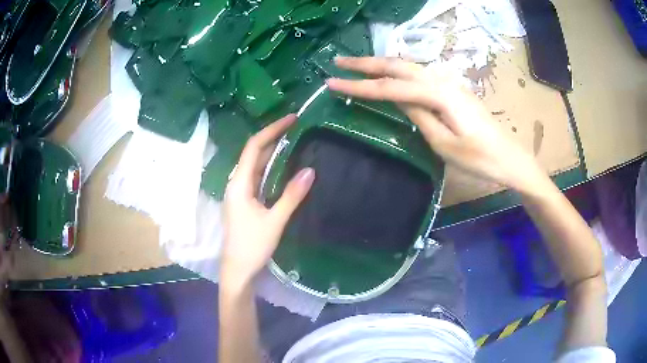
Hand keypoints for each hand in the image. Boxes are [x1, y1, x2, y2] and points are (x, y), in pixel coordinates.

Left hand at [221, 114, 314, 287]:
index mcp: (239, 184)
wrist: (238, 270)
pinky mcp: (244, 202)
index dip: (272, 130)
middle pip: (254, 153)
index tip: (292, 119)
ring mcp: (239, 193)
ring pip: (256, 166)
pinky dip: (271, 169)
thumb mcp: (274, 221)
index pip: (254, 147)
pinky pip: (258, 178)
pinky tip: (284, 168)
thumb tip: (310, 170)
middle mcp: (237, 183)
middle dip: (274, 138)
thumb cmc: (252, 246)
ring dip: (272, 153)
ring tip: (294, 142)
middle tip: (298, 128)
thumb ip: (291, 195)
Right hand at [326, 57, 547, 193]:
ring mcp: (450, 84)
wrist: (511, 159)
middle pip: (399, 66)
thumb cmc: (481, 159)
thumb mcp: (445, 145)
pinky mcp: (453, 91)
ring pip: (410, 66)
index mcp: (439, 96)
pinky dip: (399, 71)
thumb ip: (420, 117)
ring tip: (358, 66)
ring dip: (382, 64)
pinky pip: (420, 75)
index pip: (391, 87)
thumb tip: (398, 100)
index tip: (332, 82)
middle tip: (339, 62)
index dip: (360, 85)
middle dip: (367, 63)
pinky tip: (390, 75)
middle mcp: (443, 82)